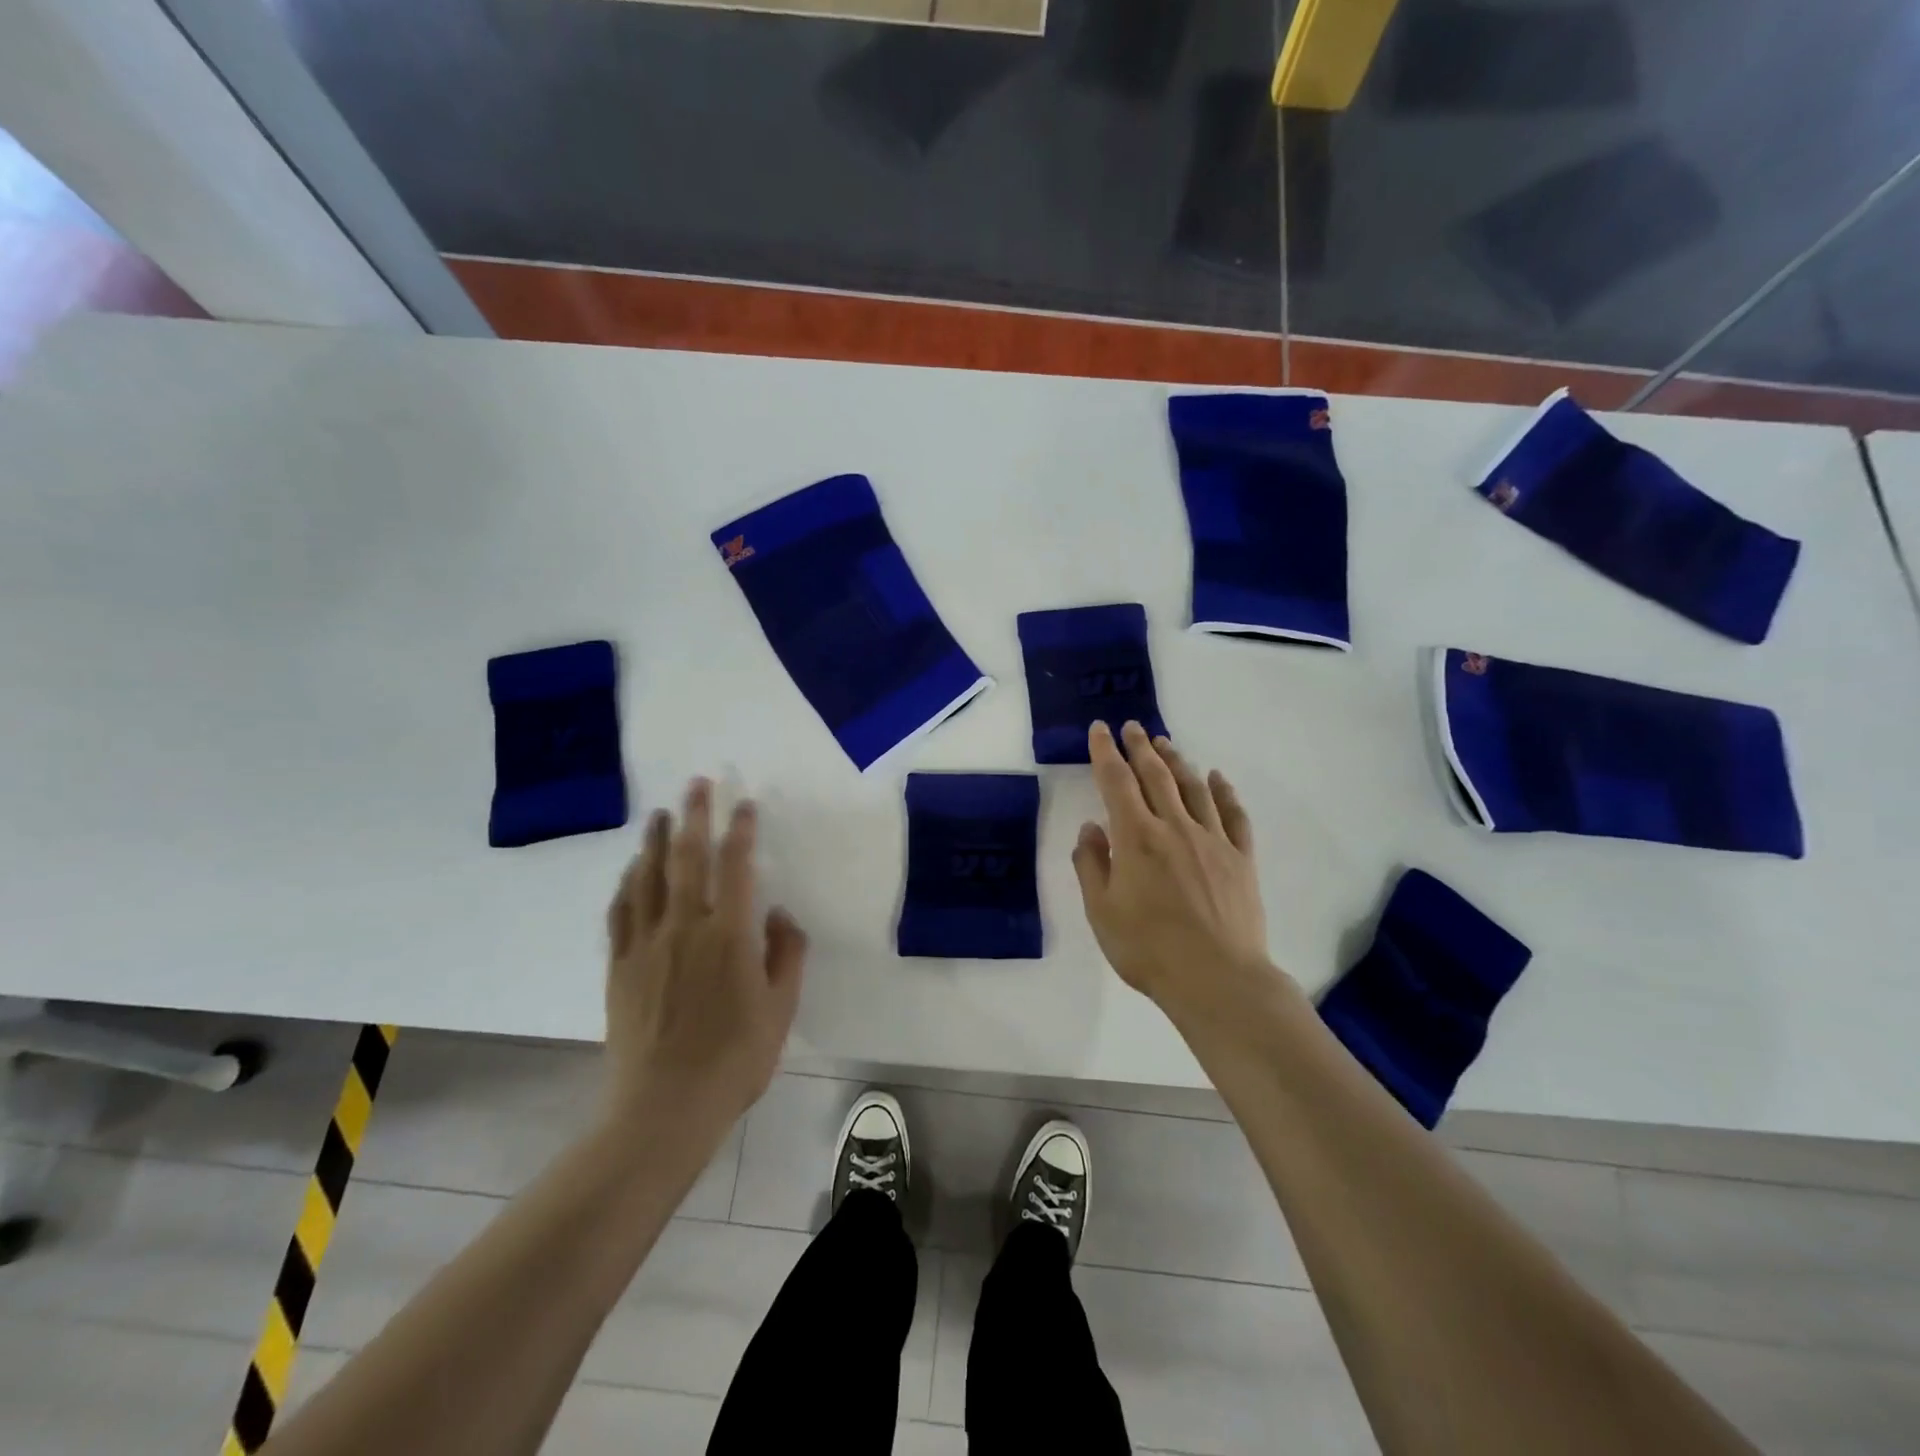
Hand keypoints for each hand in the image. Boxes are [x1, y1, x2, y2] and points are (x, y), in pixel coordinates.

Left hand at [602, 779, 806, 1143]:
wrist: (663, 1109)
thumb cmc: (733, 1060)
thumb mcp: (781, 1010)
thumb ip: (787, 955)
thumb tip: (780, 915)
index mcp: (729, 936)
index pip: (736, 867)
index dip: (740, 831)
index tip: (744, 806)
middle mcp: (685, 928)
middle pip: (688, 858)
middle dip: (694, 816)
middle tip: (697, 785)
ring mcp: (646, 945)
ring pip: (649, 878)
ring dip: (656, 841)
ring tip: (662, 814)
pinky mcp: (620, 966)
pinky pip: (621, 912)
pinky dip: (628, 883)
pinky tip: (633, 869)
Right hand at [1072, 721, 1290, 1028]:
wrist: (1217, 979)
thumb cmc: (1148, 949)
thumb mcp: (1101, 912)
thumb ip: (1091, 865)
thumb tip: (1092, 828)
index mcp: (1136, 837)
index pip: (1116, 782)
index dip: (1106, 753)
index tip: (1101, 730)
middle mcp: (1174, 827)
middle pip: (1155, 775)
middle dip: (1140, 747)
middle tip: (1132, 727)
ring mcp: (1212, 840)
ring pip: (1192, 788)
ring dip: (1176, 761)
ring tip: (1165, 744)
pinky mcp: (1241, 858)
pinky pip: (1233, 814)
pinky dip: (1223, 791)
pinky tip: (1216, 778)